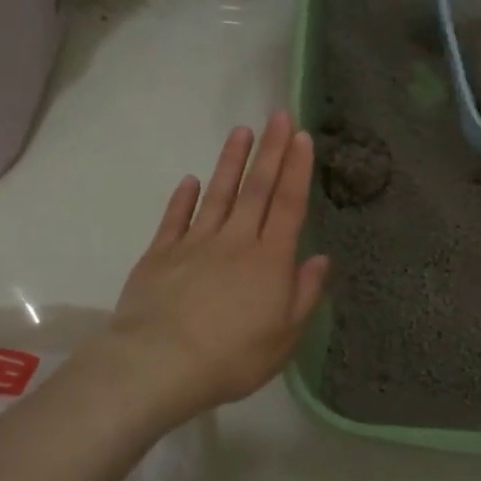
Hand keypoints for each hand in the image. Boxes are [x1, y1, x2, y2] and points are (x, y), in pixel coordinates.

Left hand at [107, 112, 330, 420]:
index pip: (289, 205)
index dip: (298, 170)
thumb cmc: (233, 357)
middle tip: (278, 116)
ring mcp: (195, 244)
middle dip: (271, 151)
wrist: (160, 364)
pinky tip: (192, 180)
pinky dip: (185, 198)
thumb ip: (304, 295)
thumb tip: (320, 259)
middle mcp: (236, 241)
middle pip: (257, 189)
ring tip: (242, 132)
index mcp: (270, 261)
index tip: (303, 137)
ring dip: (231, 162)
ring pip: (218, 194)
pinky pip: (176, 218)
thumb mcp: (284, 337)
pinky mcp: (161, 255)